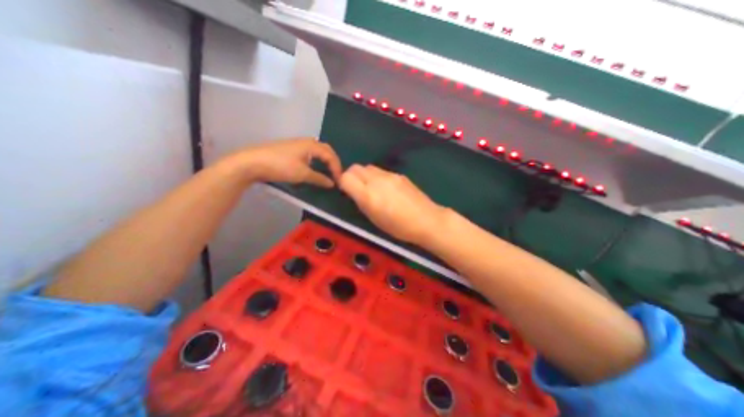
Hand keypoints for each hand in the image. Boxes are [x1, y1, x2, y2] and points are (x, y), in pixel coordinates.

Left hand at [225, 138, 343, 186]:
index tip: (340, 180)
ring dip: (325, 160)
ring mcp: (296, 144)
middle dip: (333, 162)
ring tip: (328, 171)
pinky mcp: (289, 149)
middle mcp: (306, 141)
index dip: (337, 168)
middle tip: (336, 174)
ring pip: (317, 150)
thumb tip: (332, 183)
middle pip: (325, 149)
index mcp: (311, 145)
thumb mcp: (302, 174)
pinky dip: (316, 160)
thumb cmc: (280, 166)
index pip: (330, 155)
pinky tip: (313, 167)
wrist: (252, 162)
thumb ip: (319, 178)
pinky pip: (309, 153)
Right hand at [340, 165, 449, 245]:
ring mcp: (390, 175)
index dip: (343, 183)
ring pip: (368, 167)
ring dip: (365, 175)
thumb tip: (355, 192)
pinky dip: (377, 177)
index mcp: (368, 195)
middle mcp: (377, 180)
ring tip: (372, 189)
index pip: (346, 177)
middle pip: (355, 168)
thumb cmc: (399, 227)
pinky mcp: (399, 175)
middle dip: (352, 176)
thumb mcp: (374, 219)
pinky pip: (381, 171)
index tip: (347, 191)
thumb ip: (362, 202)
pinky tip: (386, 189)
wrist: (427, 220)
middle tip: (357, 189)